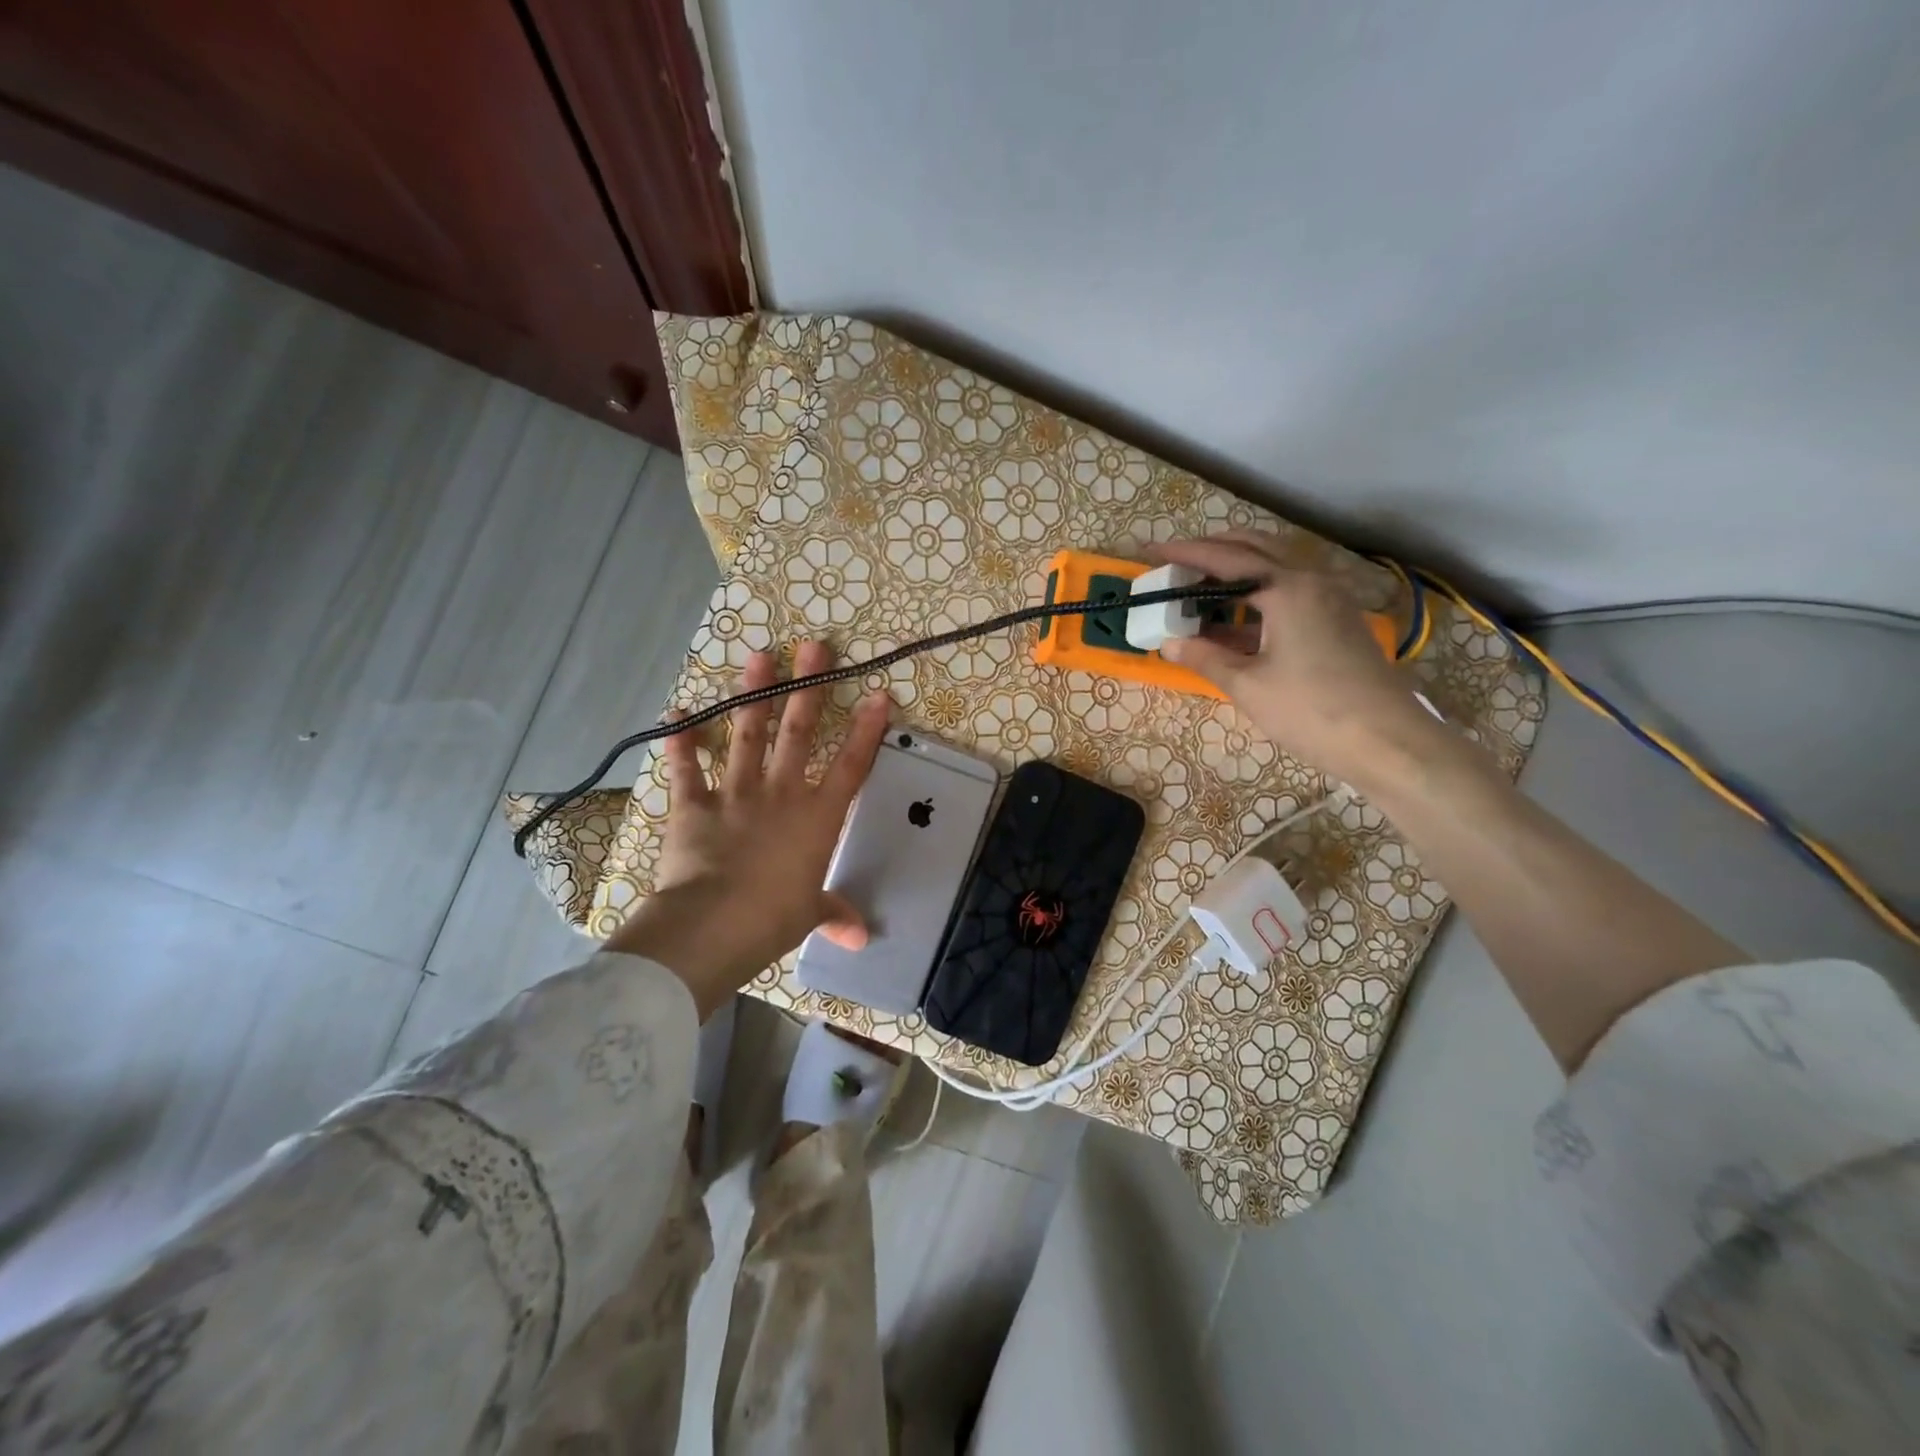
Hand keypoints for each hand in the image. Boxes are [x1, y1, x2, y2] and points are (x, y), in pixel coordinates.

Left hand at [604, 641, 889, 1016]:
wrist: (713, 925)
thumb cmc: (773, 919)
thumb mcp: (809, 916)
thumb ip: (834, 913)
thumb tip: (859, 936)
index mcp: (816, 818)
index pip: (851, 766)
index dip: (866, 730)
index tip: (877, 694)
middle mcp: (780, 794)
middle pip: (798, 733)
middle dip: (808, 688)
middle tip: (813, 646)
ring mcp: (736, 795)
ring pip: (747, 736)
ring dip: (752, 696)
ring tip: (759, 657)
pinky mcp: (693, 806)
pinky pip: (686, 769)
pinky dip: (680, 742)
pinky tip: (676, 713)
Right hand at [1151, 532, 1436, 782]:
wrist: (1387, 741)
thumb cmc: (1311, 710)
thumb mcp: (1247, 686)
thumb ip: (1205, 658)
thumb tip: (1169, 644)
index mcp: (1287, 588)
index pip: (1225, 559)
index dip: (1185, 554)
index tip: (1152, 551)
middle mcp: (1310, 580)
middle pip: (1255, 548)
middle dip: (1213, 550)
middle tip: (1177, 563)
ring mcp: (1329, 598)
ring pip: (1275, 566)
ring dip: (1236, 569)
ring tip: (1200, 586)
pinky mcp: (1336, 619)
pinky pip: (1289, 589)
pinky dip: (1256, 593)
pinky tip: (1233, 620)